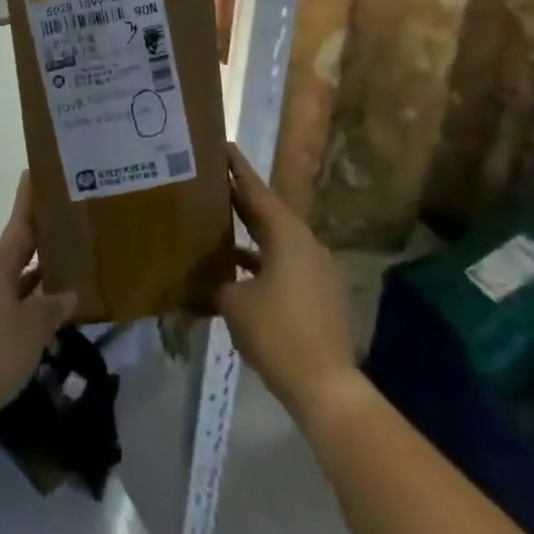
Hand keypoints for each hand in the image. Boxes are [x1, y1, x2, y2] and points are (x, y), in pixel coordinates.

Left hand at [0, 172, 77, 422]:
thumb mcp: (35, 327)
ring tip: (66, 274)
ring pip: (12, 278)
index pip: (20, 221)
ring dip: (36, 277)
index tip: (35, 171)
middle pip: (17, 249)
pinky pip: (5, 301)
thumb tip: (68, 293)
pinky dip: (24, 301)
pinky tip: (45, 315)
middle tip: (70, 229)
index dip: (29, 197)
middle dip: (41, 241)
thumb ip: (54, 305)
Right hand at [217, 143, 359, 419]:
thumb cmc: (277, 333)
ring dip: (250, 236)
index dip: (237, 169)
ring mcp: (317, 271)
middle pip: (269, 214)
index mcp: (287, 235)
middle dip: (240, 200)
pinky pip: (286, 266)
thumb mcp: (234, 304)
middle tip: (212, 183)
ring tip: (219, 227)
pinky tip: (238, 275)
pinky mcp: (320, 296)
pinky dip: (262, 263)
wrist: (326, 386)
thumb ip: (217, 282)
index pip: (257, 191)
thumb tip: (207, 278)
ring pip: (277, 242)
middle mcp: (306, 245)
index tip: (222, 147)